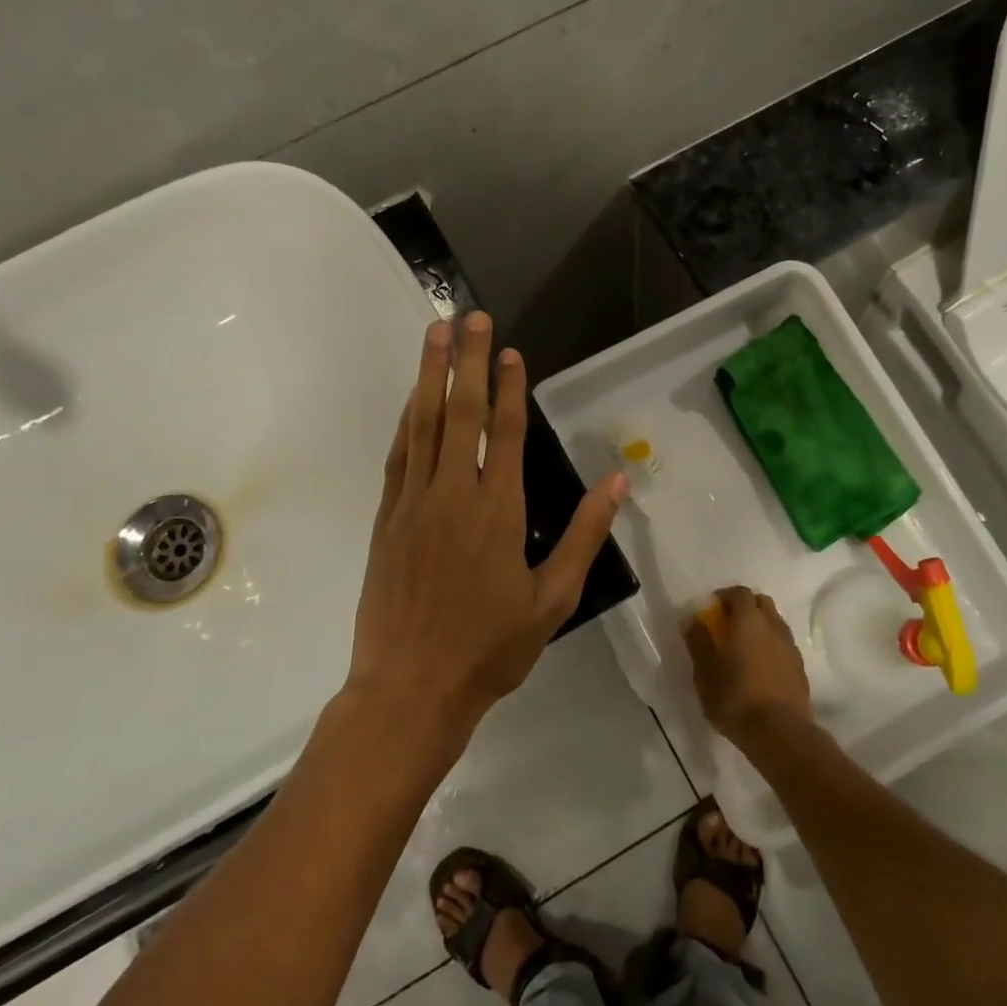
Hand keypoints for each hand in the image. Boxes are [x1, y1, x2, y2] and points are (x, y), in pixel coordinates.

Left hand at [348, 312, 625, 745]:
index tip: (509, 350)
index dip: (509, 387)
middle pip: (461, 413)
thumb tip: (619, 480)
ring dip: (429, 375)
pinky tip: (410, 399)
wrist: (410, 689)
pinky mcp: (387, 519)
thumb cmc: (490, 649)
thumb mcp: (553, 599)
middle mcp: (454, 494)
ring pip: (423, 425)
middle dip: (465, 360)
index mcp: (498, 511)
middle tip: (467, 316)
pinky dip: (406, 421)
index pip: (507, 433)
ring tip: (434, 334)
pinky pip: (399, 456)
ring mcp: (414, 503)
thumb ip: (584, 535)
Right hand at [683, 586, 812, 750]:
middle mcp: (772, 626)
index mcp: (748, 621)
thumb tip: (692, 619)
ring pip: (775, 623)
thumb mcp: (705, 673)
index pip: (739, 592)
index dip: (725, 596)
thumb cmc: (736, 699)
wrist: (781, 734)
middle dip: (744, 607)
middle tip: (728, 626)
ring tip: (744, 648)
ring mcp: (790, 646)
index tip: (712, 610)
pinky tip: (760, 667)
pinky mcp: (800, 667)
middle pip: (761, 602)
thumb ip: (698, 642)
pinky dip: (771, 646)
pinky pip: (783, 644)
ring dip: (760, 627)